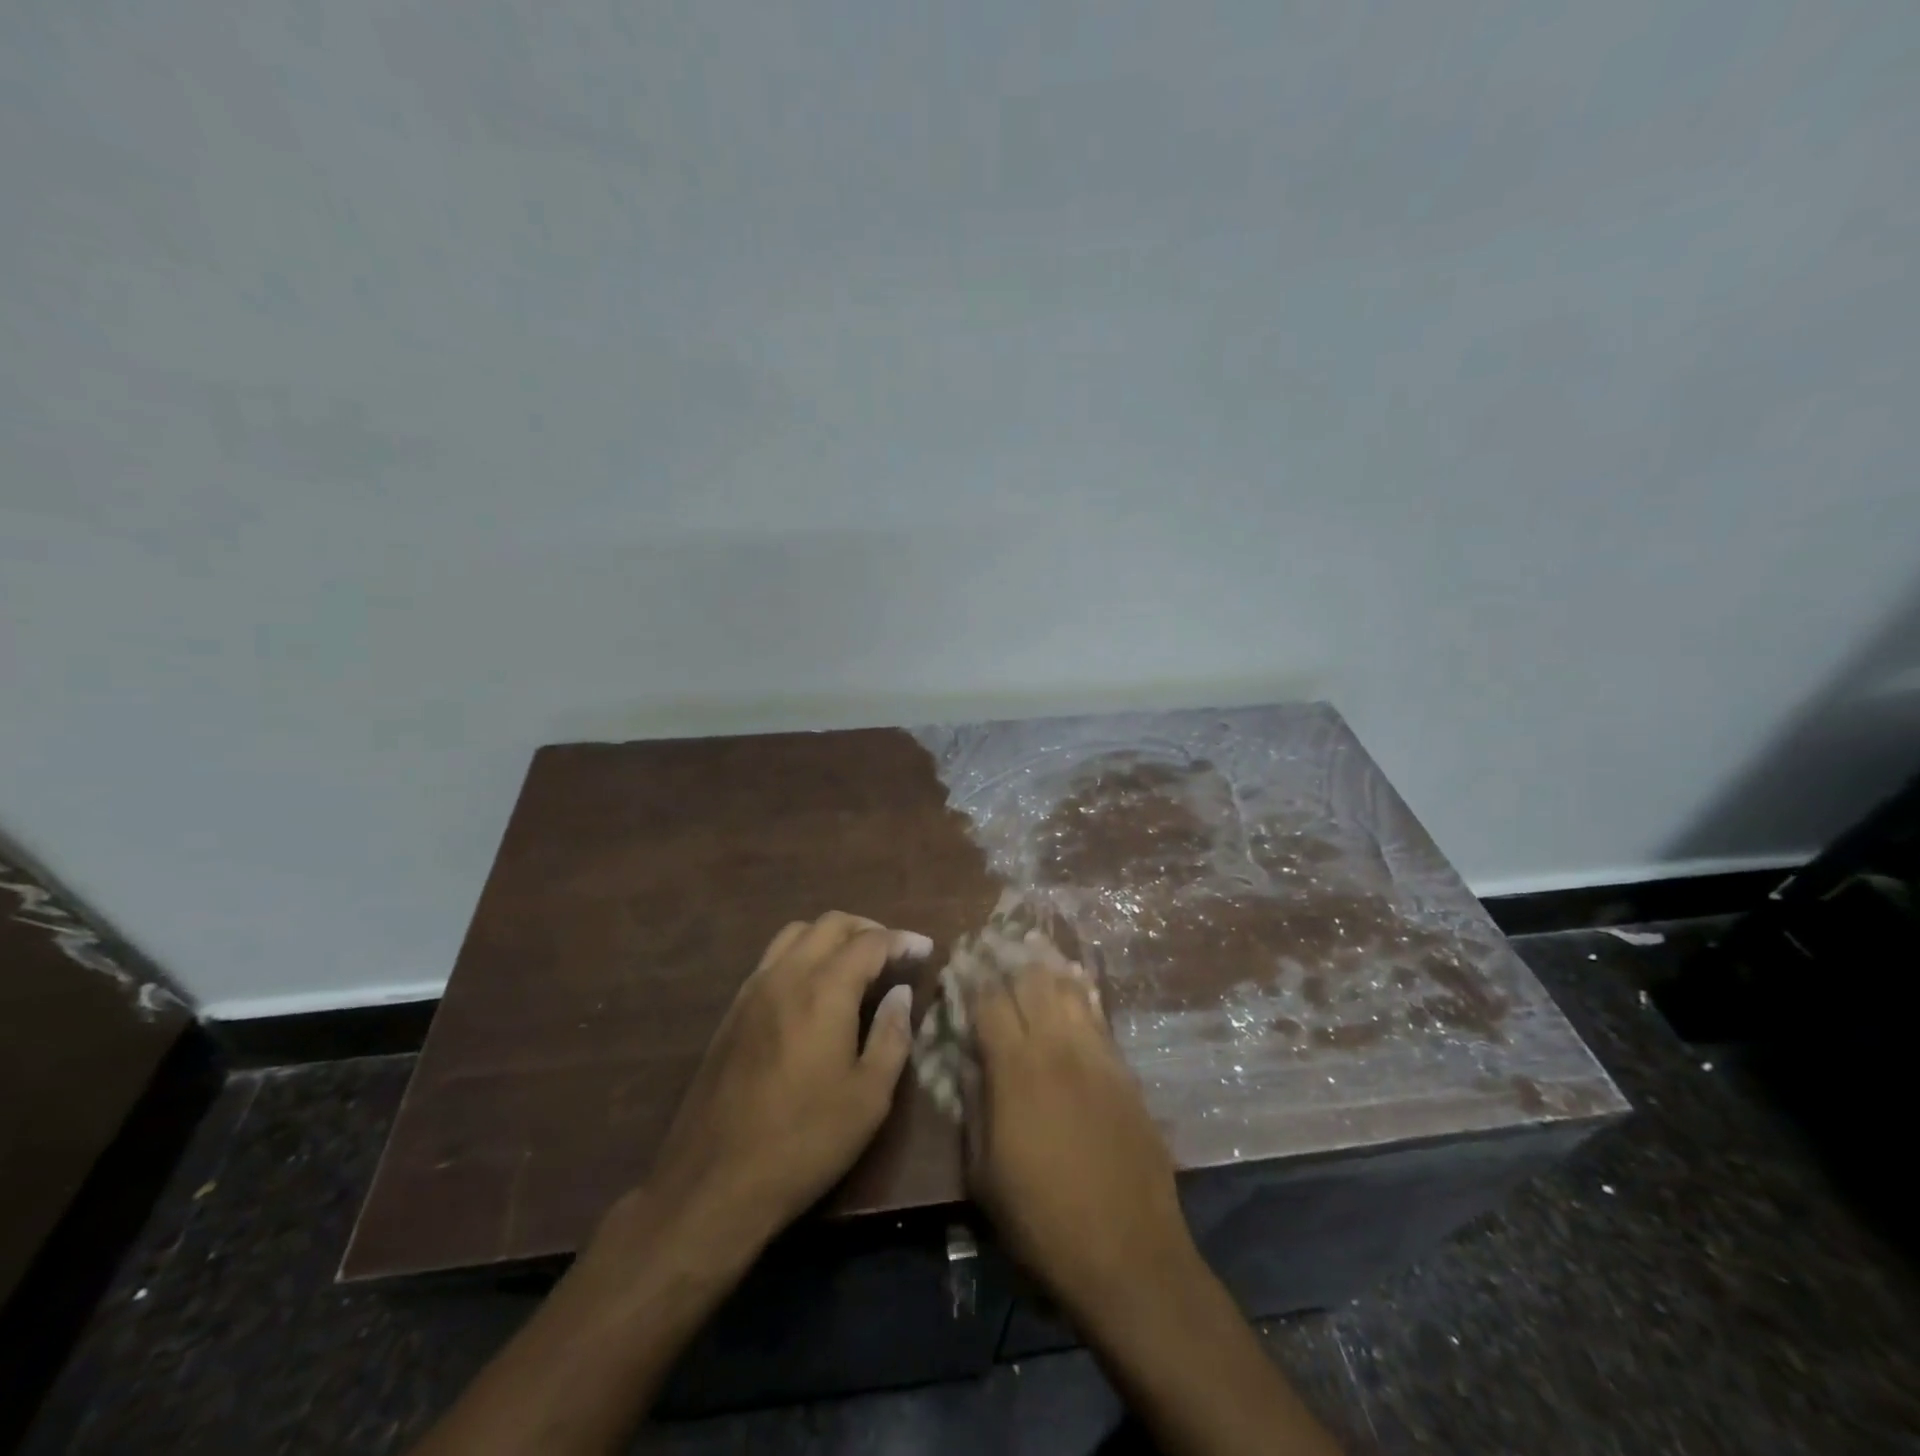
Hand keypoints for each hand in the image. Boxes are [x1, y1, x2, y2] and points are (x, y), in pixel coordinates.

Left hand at [636, 911, 928, 1260]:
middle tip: (893, 953)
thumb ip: (892, 1035)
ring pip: (796, 934)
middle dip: (868, 929)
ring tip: (854, 963)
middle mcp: (786, 975)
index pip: (870, 942)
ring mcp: (753, 989)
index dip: (902, 941)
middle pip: (830, 924)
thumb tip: (901, 993)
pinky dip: (802, 954)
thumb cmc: (805, 1141)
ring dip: (831, 936)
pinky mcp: (732, 1011)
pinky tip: (814, 988)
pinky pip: (773, 959)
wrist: (714, 1182)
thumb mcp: (869, 1097)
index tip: (925, 950)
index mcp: (824, 990)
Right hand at [963, 953, 1198, 1322]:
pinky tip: (1074, 979)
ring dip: (1047, 965)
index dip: (972, 978)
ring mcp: (1096, 1054)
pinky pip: (1099, 1014)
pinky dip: (1081, 990)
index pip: (988, 1002)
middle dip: (1008, 958)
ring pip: (1068, 988)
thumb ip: (973, 1104)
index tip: (961, 961)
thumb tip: (966, 1058)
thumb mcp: (983, 1172)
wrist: (1128, 1254)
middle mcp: (1057, 1047)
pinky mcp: (1124, 1069)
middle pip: (1031, 981)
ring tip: (1031, 945)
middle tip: (994, 943)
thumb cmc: (1041, 1220)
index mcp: (1015, 1069)